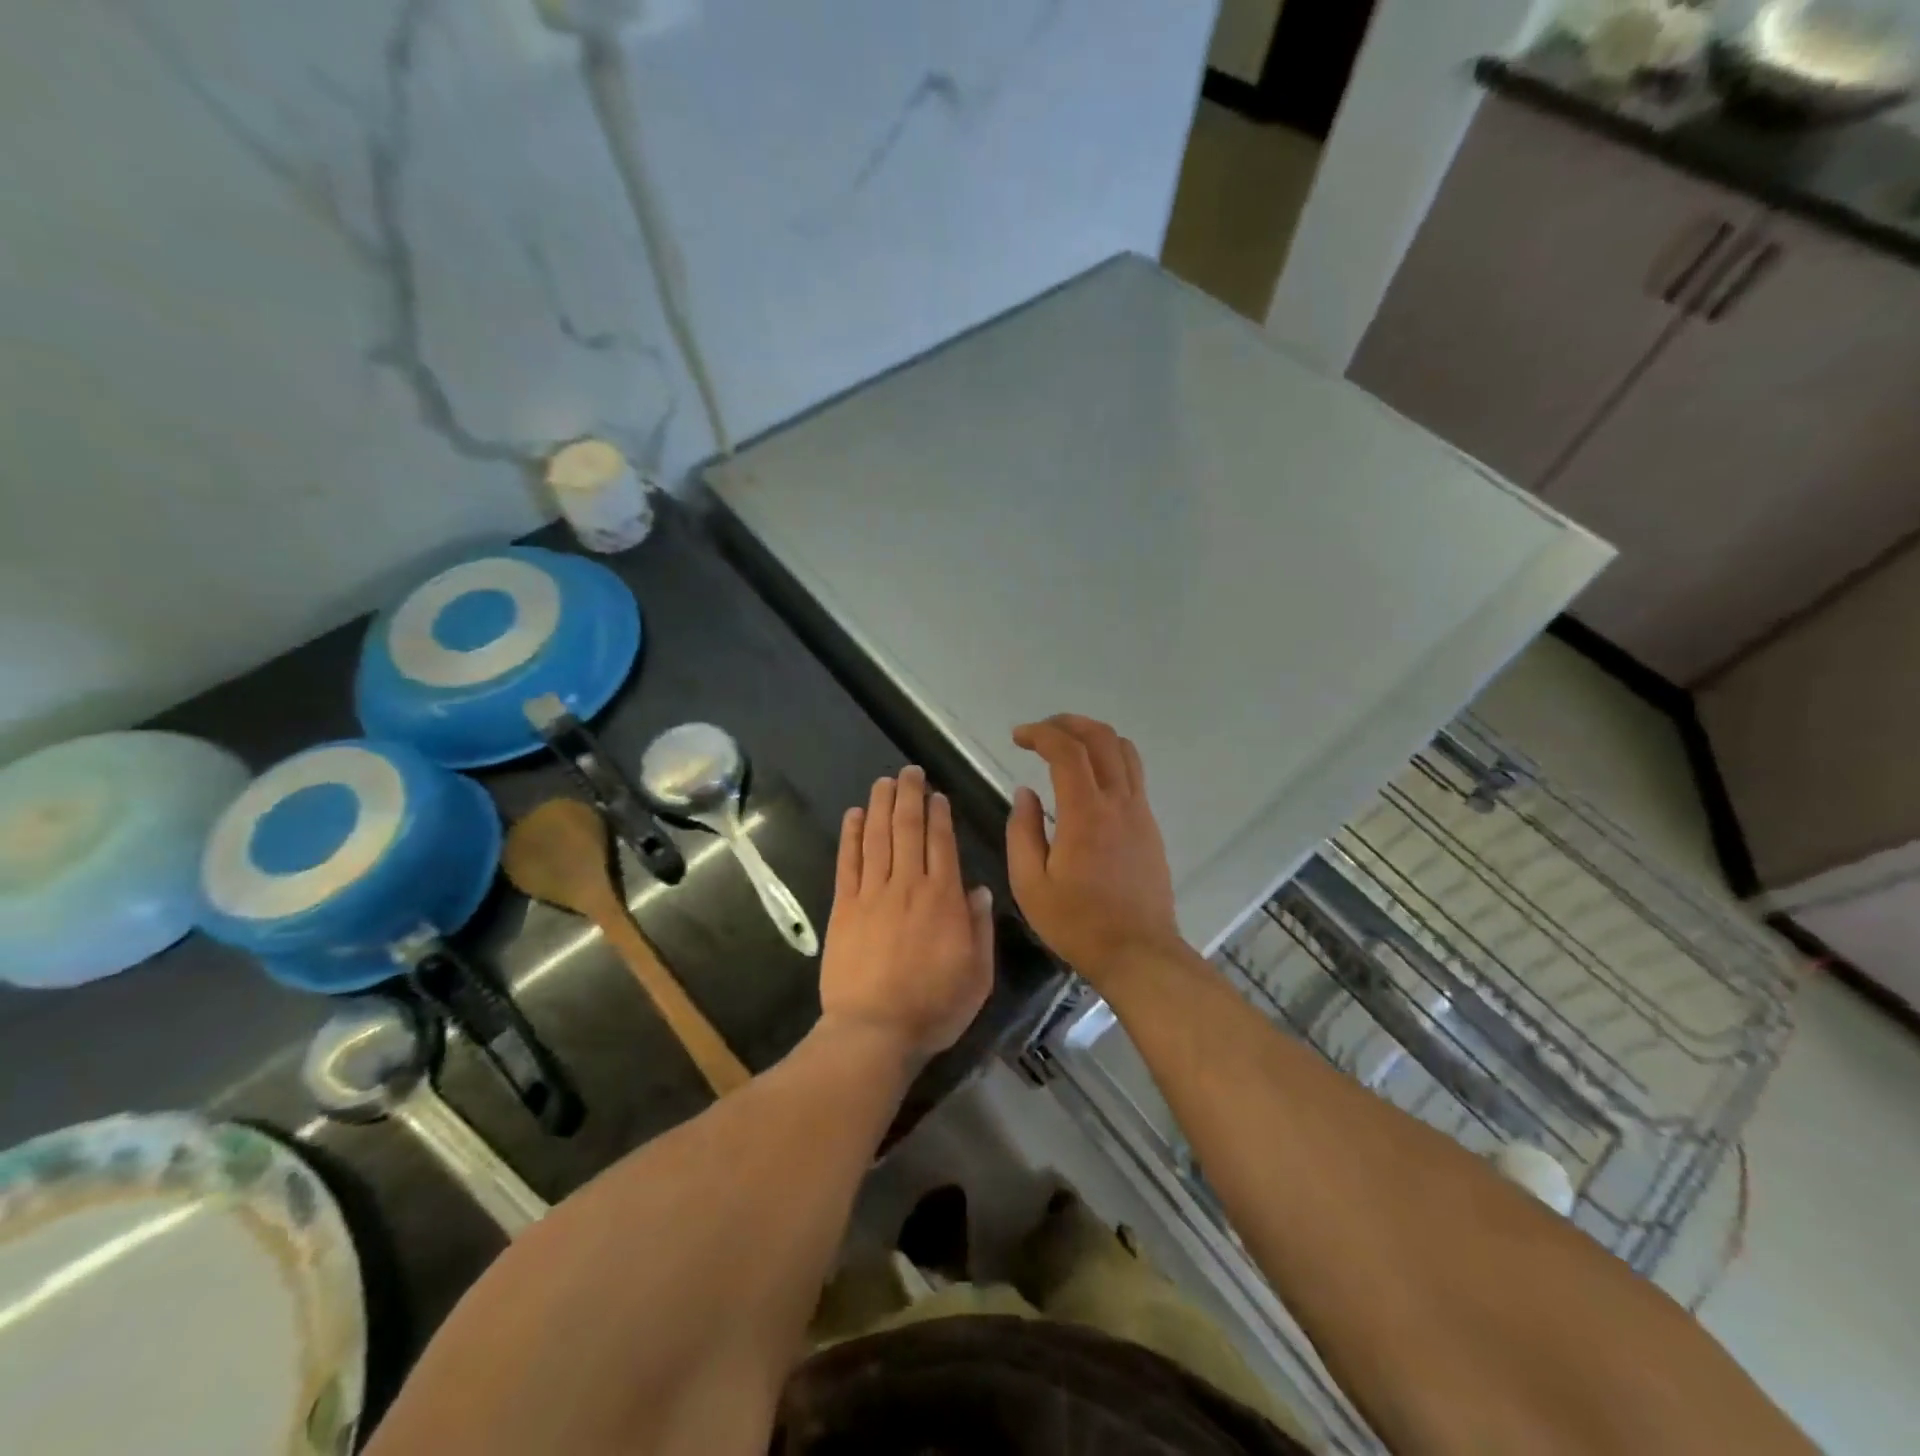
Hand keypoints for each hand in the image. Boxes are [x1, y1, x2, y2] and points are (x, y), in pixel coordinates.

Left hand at [818, 766, 994, 1060]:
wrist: (873, 1032)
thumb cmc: (933, 1008)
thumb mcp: (978, 975)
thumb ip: (980, 928)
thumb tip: (978, 889)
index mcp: (944, 899)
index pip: (941, 843)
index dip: (939, 814)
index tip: (937, 794)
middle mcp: (908, 885)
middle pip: (907, 829)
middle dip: (910, 795)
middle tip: (910, 771)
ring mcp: (872, 894)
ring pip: (878, 837)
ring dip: (881, 804)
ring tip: (884, 780)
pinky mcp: (844, 907)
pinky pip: (848, 862)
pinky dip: (851, 835)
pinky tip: (854, 814)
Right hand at [1006, 714, 1181, 974]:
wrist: (1138, 953)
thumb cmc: (1077, 923)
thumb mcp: (1030, 884)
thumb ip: (1022, 832)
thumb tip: (1025, 792)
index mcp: (1085, 813)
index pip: (1067, 750)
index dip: (1041, 733)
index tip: (1018, 737)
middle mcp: (1118, 802)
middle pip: (1101, 738)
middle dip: (1068, 724)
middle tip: (1041, 732)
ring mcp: (1140, 812)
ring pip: (1124, 751)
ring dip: (1094, 736)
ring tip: (1066, 746)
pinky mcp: (1150, 826)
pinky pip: (1133, 775)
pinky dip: (1109, 760)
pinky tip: (1088, 780)